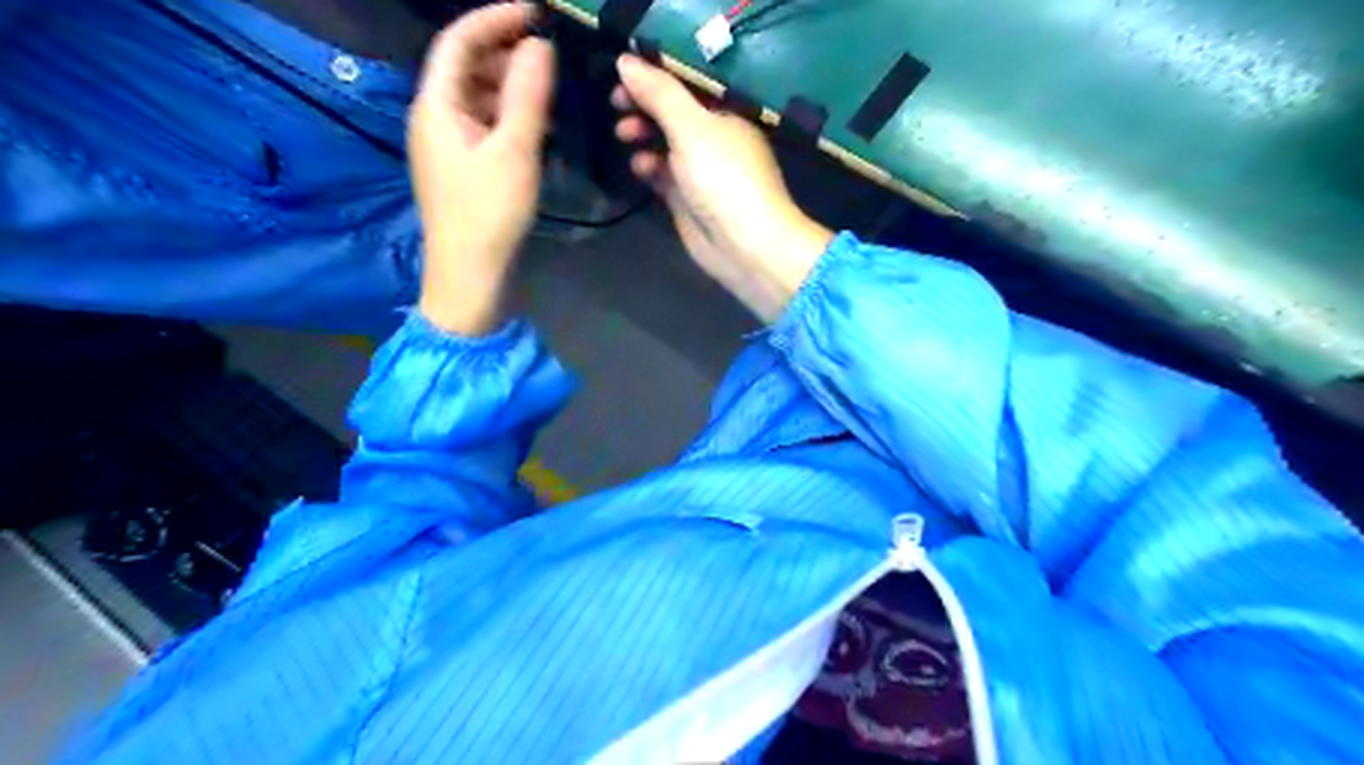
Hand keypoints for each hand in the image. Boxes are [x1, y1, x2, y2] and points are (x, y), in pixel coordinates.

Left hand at [407, 3, 555, 333]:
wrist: (470, 275)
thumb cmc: (489, 212)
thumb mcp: (515, 151)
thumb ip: (527, 95)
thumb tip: (540, 45)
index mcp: (436, 105)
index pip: (459, 40)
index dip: (495, 18)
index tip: (537, 13)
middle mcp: (434, 117)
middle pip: (467, 68)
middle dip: (507, 55)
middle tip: (552, 58)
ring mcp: (447, 145)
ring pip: (479, 99)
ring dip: (512, 89)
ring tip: (552, 94)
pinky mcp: (462, 168)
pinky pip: (485, 127)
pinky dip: (511, 119)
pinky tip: (540, 130)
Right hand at [612, 53, 831, 320]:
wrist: (745, 245)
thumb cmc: (724, 178)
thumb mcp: (692, 128)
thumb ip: (659, 94)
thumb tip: (625, 61)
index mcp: (726, 113)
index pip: (686, 85)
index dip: (654, 77)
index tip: (621, 76)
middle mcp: (714, 137)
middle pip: (672, 113)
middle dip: (644, 107)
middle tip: (617, 106)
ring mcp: (701, 170)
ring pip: (664, 143)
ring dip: (643, 135)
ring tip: (626, 136)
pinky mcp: (688, 199)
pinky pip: (662, 173)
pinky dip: (649, 166)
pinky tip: (640, 167)